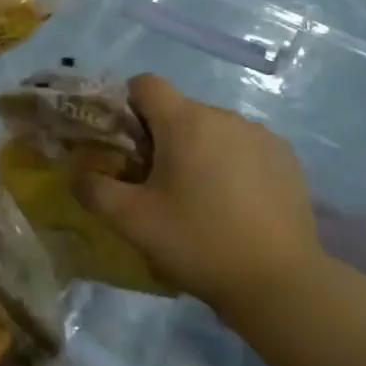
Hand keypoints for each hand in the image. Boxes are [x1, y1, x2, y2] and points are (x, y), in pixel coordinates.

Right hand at [76, 75, 326, 316]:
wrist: (280, 282)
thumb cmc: (198, 243)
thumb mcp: (132, 221)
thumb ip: (94, 190)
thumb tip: (78, 173)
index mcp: (185, 122)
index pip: (146, 84)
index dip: (127, 105)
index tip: (125, 144)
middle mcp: (224, 116)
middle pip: (180, 110)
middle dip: (162, 137)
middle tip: (156, 184)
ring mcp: (262, 136)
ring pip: (214, 130)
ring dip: (199, 151)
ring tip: (199, 198)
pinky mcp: (287, 158)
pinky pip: (245, 148)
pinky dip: (232, 164)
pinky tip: (235, 205)